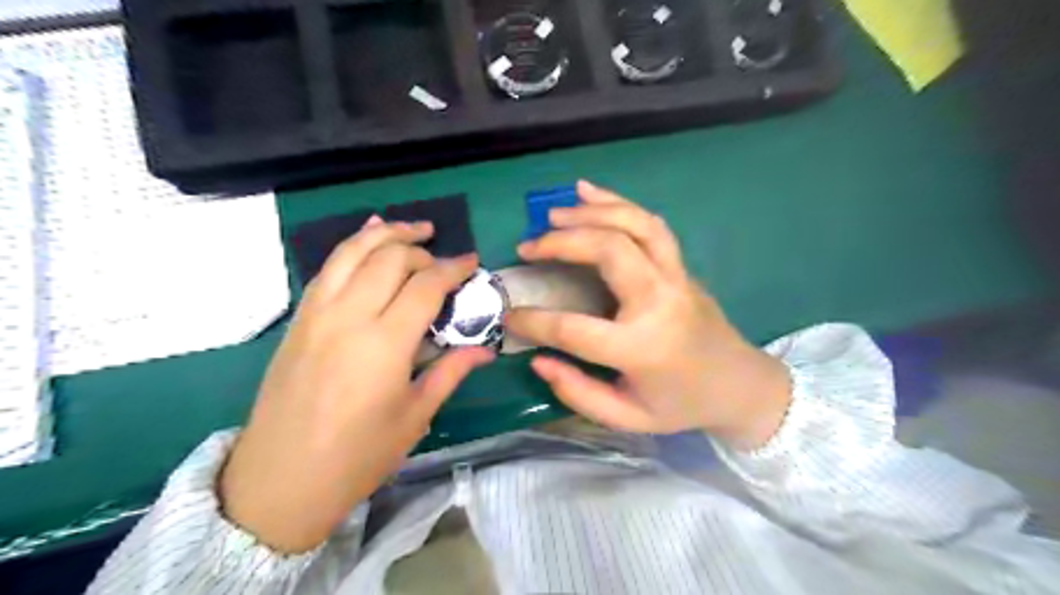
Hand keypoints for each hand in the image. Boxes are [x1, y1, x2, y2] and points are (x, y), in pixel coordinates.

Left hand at [220, 216, 494, 553]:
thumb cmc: (357, 457)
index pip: (425, 285)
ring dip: (385, 233)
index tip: (473, 262)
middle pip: (389, 259)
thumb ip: (450, 372)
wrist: (279, 482)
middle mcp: (348, 317)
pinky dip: (351, 247)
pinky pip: (327, 269)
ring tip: (411, 228)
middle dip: (422, 249)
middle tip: (444, 261)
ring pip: (351, 252)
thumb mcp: (414, 416)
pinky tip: (367, 238)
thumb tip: (485, 349)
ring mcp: (316, 314)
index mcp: (384, 344)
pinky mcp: (298, 320)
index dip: (453, 268)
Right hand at [502, 182, 785, 450]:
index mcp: (642, 347)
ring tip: (553, 214)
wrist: (740, 384)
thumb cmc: (681, 404)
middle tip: (528, 247)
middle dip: (562, 242)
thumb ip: (579, 393)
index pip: (574, 328)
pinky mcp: (680, 266)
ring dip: (590, 212)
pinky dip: (617, 202)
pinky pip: (650, 224)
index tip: (508, 316)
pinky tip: (588, 192)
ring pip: (634, 225)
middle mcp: (660, 301)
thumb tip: (538, 359)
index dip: (534, 321)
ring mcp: (675, 277)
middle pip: (609, 250)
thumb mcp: (628, 417)